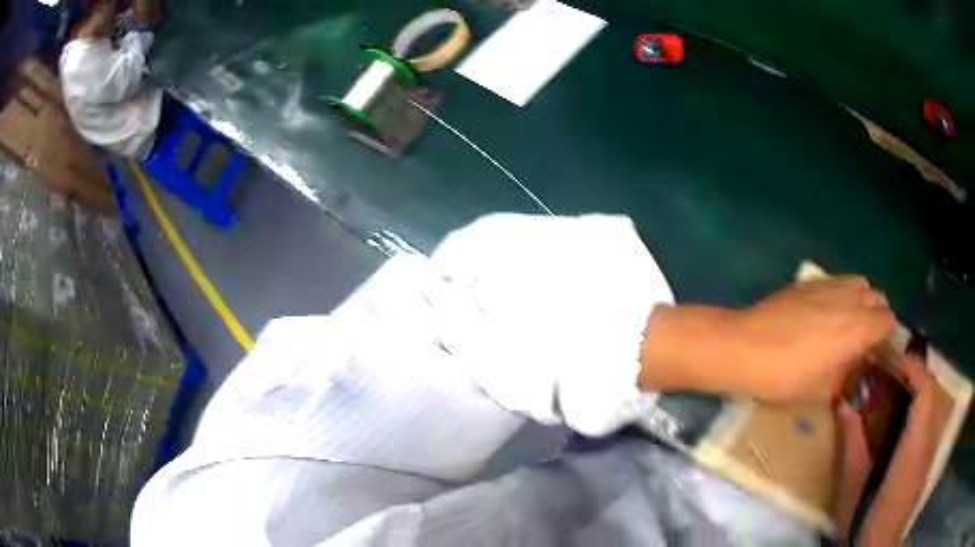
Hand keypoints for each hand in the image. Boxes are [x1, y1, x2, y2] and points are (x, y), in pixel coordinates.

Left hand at [730, 276, 895, 399]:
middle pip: (878, 298)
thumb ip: (845, 374)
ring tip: (849, 322)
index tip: (878, 352)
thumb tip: (854, 364)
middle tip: (865, 339)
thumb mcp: (819, 389)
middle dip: (878, 316)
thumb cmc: (783, 376)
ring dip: (862, 300)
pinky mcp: (809, 281)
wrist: (743, 347)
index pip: (887, 321)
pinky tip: (827, 311)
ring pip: (860, 283)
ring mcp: (828, 285)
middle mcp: (848, 299)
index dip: (887, 337)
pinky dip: (843, 292)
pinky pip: (838, 280)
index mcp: (857, 328)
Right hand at [833, 357, 939, 544]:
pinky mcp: (925, 464)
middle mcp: (927, 442)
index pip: (926, 391)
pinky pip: (928, 426)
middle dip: (916, 376)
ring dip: (917, 394)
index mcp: (913, 445)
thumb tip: (843, 402)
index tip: (896, 358)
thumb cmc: (863, 517)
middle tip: (893, 372)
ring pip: (931, 409)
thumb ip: (852, 440)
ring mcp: (928, 453)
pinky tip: (901, 425)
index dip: (915, 368)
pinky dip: (918, 414)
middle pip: (931, 394)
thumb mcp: (853, 481)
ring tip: (896, 392)